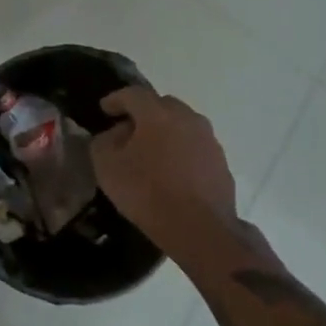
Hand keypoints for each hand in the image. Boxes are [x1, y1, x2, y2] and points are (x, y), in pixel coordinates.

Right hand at [93, 86, 243, 261]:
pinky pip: (196, 147)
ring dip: (166, 131)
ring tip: (153, 151)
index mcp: (157, 114)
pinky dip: (182, 151)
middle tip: (129, 130)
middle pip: (162, 105)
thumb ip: (103, 142)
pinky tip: (173, 171)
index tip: (105, 109)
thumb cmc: (148, 193)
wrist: (201, 231)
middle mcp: (187, 118)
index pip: (133, 94)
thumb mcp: (107, 167)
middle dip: (144, 113)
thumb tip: (114, 134)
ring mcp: (209, 140)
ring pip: (183, 125)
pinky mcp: (222, 163)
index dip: (116, 99)